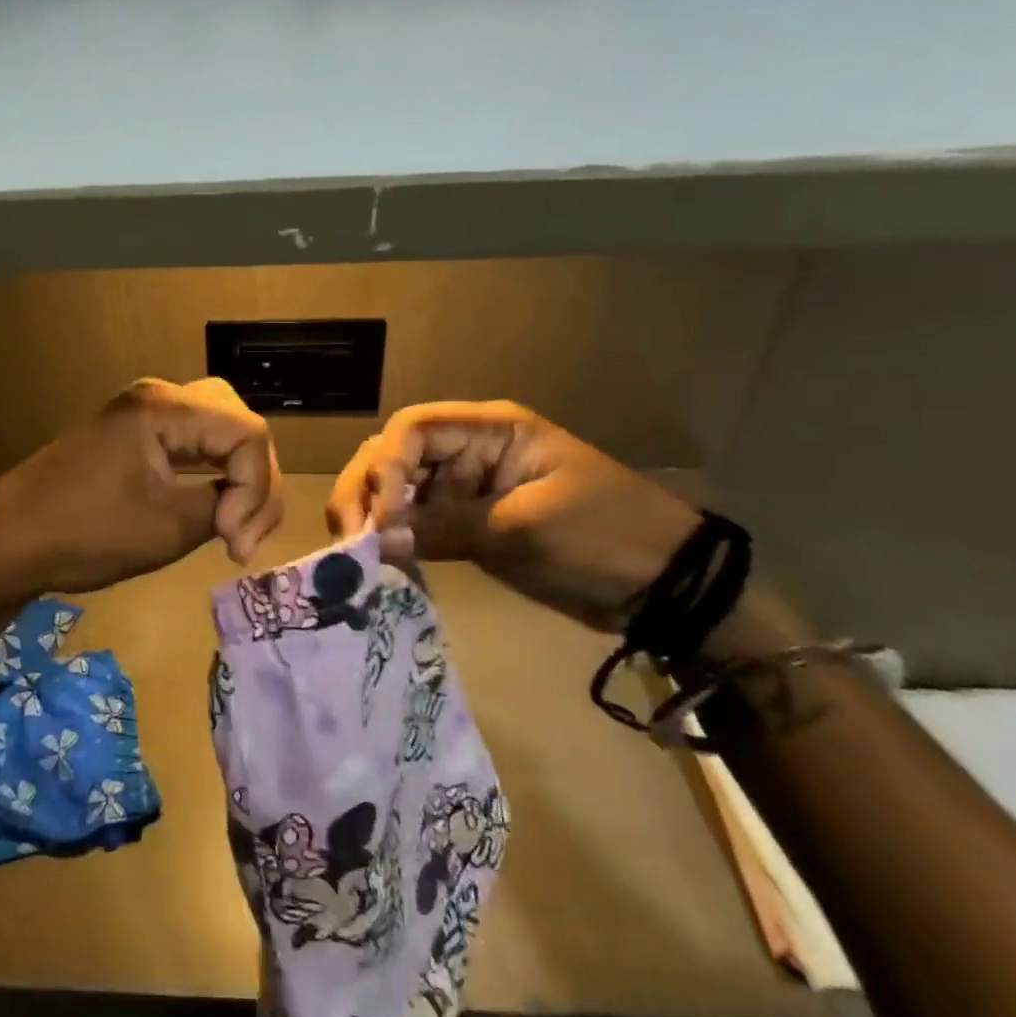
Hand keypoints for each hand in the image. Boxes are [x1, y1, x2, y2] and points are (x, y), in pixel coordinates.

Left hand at [0, 377, 282, 598]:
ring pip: (221, 429)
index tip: (231, 542)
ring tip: (236, 526)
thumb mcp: (167, 528)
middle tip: (243, 532)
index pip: (248, 434)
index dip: (256, 490)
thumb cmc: (85, 533)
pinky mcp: (136, 432)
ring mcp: (145, 411)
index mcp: (165, 408)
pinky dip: (214, 470)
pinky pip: (195, 440)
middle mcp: (159, 396)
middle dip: (255, 478)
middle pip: (239, 423)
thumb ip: (223, 507)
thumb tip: (242, 507)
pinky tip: (218, 506)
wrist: (10, 538)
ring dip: (238, 475)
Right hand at [326, 400, 699, 632]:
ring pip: (397, 489)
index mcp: (489, 430)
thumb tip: (378, 539)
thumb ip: (447, 528)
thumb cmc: (605, 536)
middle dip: (366, 491)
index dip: (387, 467)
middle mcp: (467, 450)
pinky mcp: (466, 523)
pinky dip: (394, 540)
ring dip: (373, 516)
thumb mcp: (526, 528)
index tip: (384, 518)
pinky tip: (382, 563)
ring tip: (358, 555)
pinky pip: (416, 523)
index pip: (413, 429)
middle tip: (351, 540)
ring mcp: (464, 488)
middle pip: (393, 455)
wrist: (664, 586)